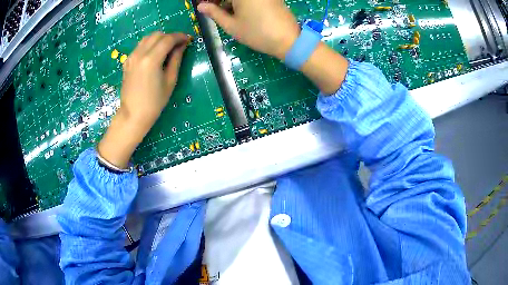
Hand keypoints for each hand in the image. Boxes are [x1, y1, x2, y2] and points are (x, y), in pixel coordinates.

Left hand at [98, 32, 189, 168]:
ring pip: (147, 38)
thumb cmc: (154, 102)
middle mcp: (139, 54)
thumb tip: (182, 45)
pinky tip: (153, 55)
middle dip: (169, 36)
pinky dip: (149, 45)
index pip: (168, 39)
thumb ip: (176, 59)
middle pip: (157, 35)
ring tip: (166, 48)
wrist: (133, 114)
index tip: (188, 39)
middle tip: (178, 45)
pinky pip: (140, 46)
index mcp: (151, 59)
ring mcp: (131, 57)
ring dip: (159, 39)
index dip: (180, 37)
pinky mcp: (127, 61)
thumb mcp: (170, 81)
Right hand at [197, 0, 299, 59]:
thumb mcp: (231, 25)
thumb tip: (201, 6)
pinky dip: (241, 1)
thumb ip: (214, 13)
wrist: (289, 40)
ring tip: (223, 13)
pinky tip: (237, 11)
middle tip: (211, 9)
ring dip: (229, 1)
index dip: (209, 1)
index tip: (203, 6)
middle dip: (219, 0)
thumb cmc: (257, 33)